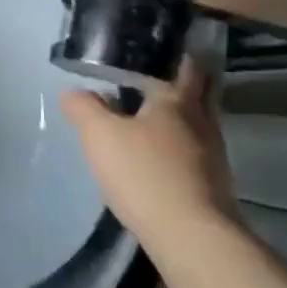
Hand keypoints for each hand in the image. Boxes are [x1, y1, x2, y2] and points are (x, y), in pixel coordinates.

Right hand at [60, 58, 238, 248]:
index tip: (165, 48)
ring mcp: (212, 157)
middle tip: (157, 78)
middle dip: (183, 85)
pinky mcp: (212, 187)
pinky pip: (194, 154)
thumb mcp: (99, 135)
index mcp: (177, 101)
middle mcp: (202, 123)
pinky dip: (178, 148)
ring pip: (196, 125)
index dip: (178, 55)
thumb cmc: (145, 174)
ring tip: (148, 118)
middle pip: (200, 94)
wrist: (192, 239)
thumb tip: (74, 91)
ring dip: (178, 119)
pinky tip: (156, 157)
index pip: (186, 66)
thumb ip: (84, 107)